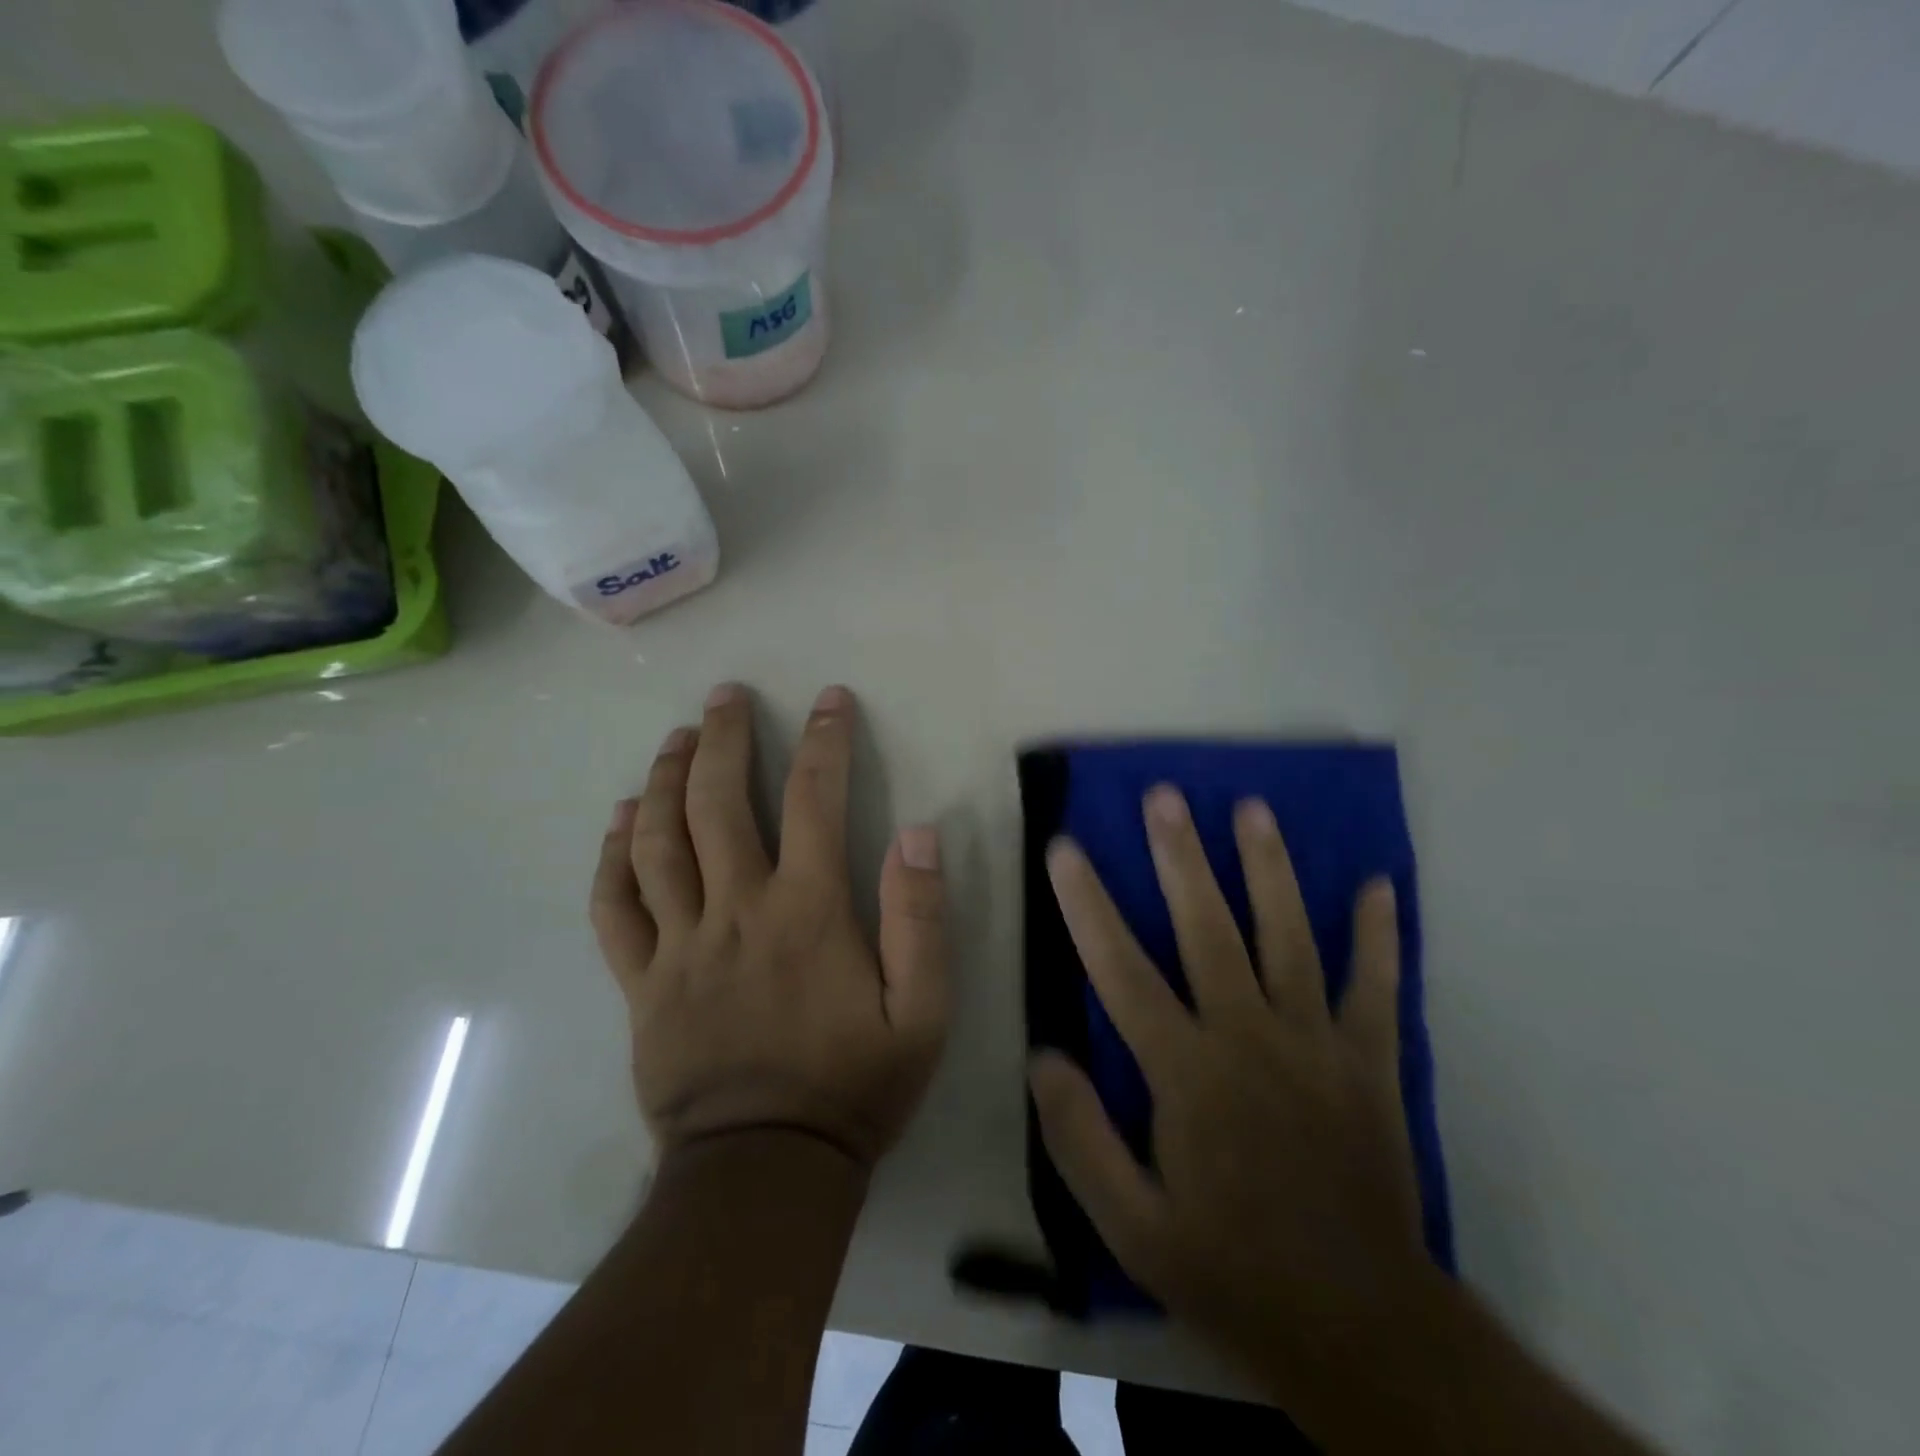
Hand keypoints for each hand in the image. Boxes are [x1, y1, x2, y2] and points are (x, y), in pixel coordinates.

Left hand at [590, 683, 948, 1168]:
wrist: (765, 1171)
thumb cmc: (853, 1086)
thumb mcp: (922, 1012)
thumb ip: (921, 919)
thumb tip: (918, 833)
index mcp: (806, 911)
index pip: (814, 800)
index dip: (824, 741)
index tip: (830, 700)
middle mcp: (736, 910)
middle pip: (716, 803)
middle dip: (722, 738)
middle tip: (725, 696)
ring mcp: (679, 945)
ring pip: (656, 842)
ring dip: (663, 780)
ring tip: (674, 738)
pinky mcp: (642, 982)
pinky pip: (614, 908)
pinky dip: (612, 857)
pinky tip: (619, 820)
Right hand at [1030, 786, 1427, 1394]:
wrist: (1361, 1330)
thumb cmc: (1231, 1270)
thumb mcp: (1132, 1227)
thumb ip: (1081, 1138)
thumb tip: (1042, 1055)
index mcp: (1187, 1074)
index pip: (1122, 970)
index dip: (1087, 905)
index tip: (1065, 848)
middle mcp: (1250, 1039)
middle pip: (1208, 930)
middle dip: (1180, 857)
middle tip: (1163, 796)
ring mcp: (1317, 1044)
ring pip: (1289, 938)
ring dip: (1268, 869)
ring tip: (1252, 808)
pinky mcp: (1369, 1062)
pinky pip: (1376, 988)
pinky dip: (1379, 936)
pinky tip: (1378, 884)